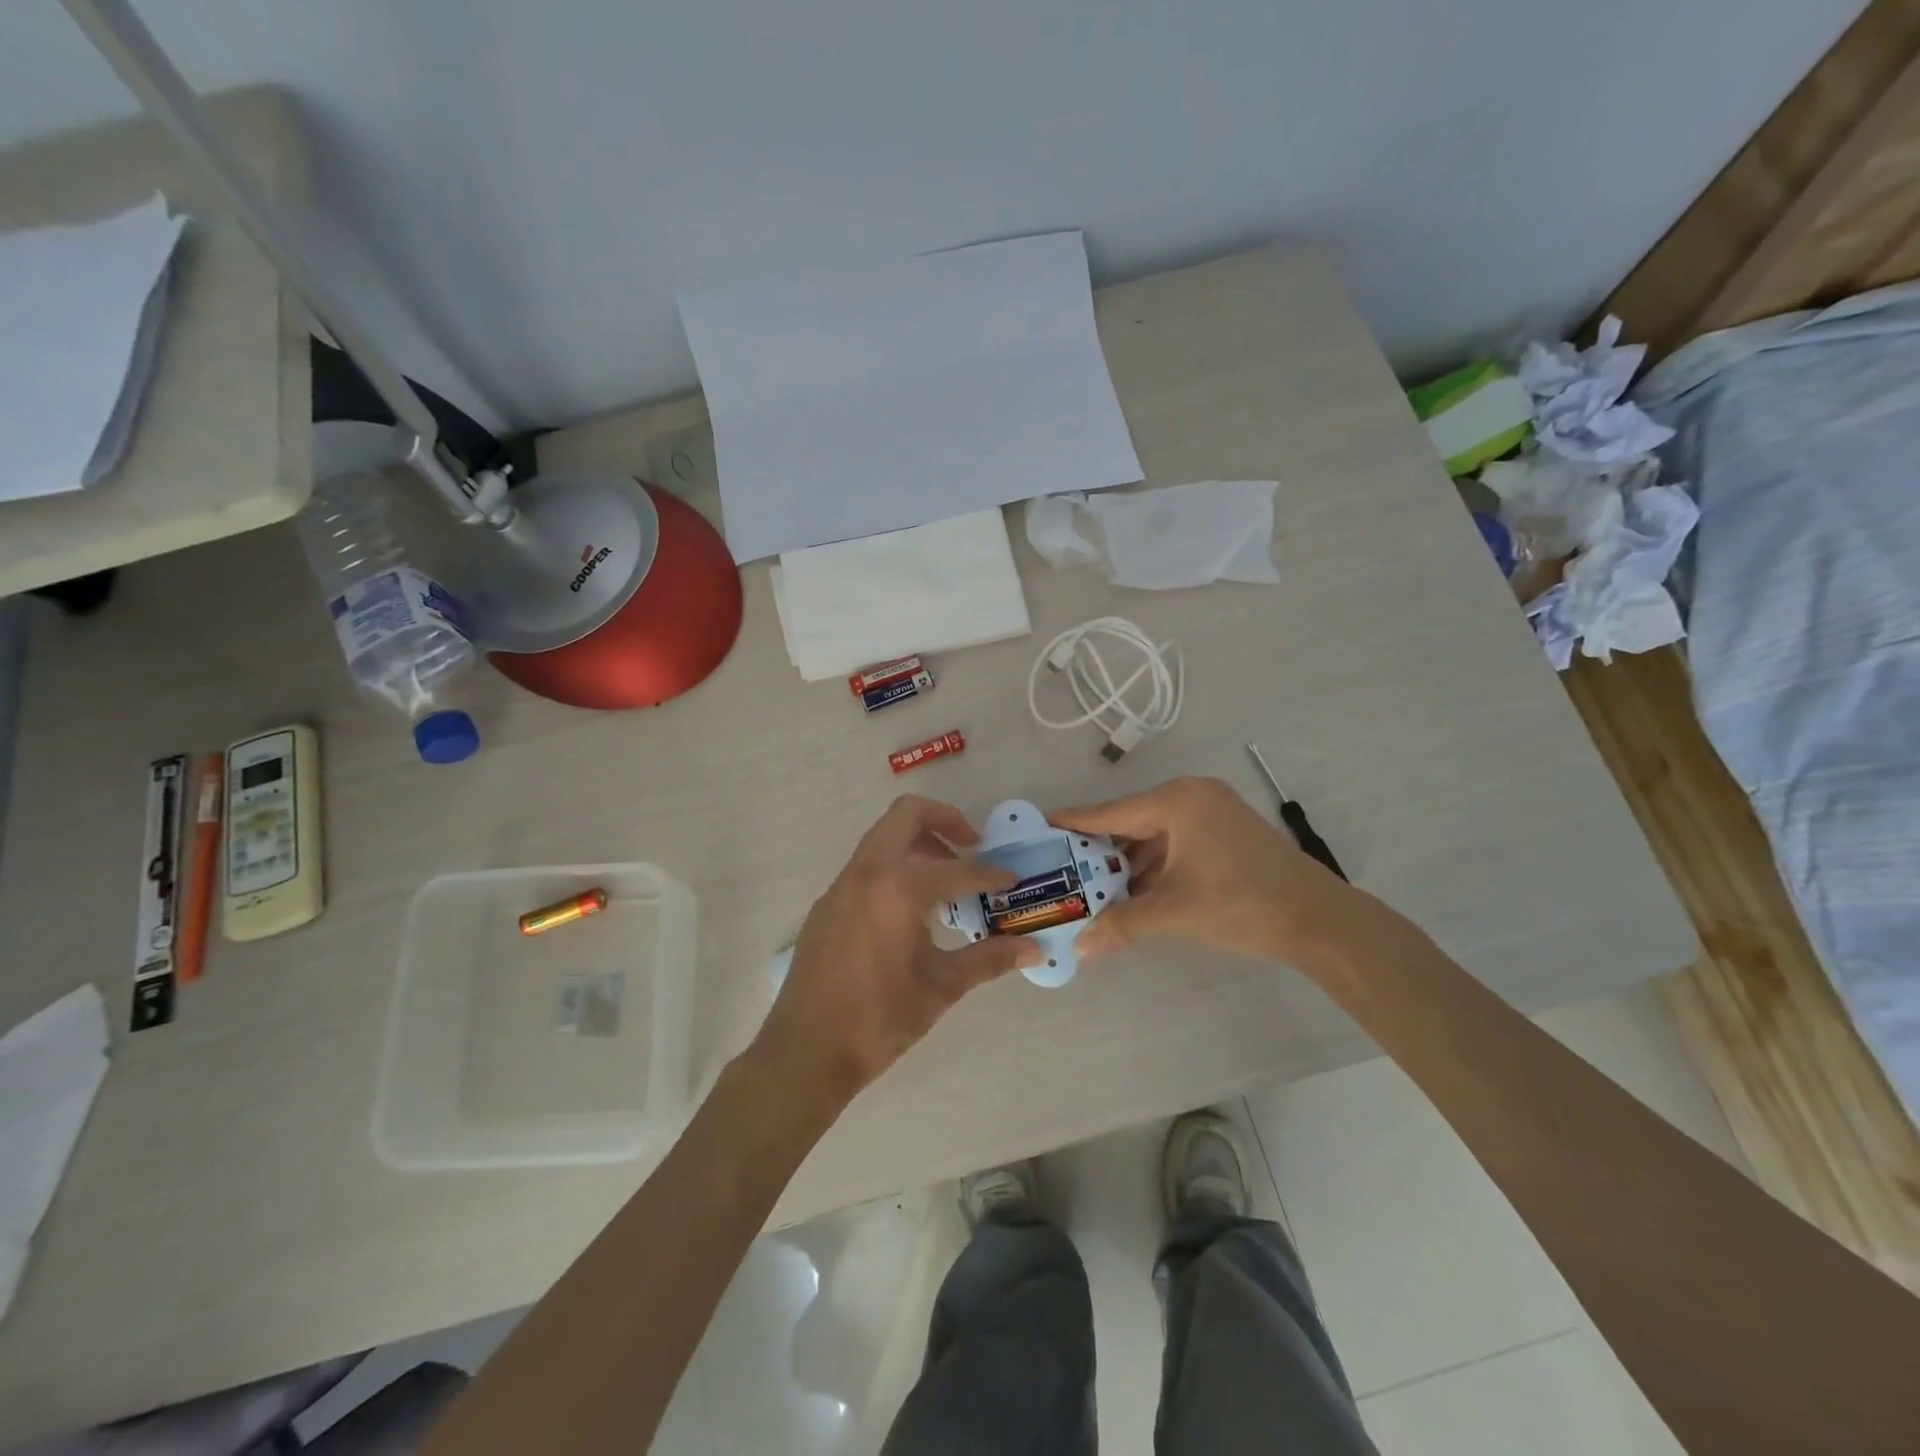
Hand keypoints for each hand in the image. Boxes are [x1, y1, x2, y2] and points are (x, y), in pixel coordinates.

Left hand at [752, 796, 1041, 1108]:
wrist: (806, 1051)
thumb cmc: (879, 1019)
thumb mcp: (942, 987)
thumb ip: (990, 959)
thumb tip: (1035, 949)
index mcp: (899, 887)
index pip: (958, 869)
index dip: (991, 874)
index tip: (1012, 881)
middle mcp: (867, 872)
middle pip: (907, 814)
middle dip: (945, 820)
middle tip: (972, 847)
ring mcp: (841, 885)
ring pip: (882, 837)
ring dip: (918, 844)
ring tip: (946, 882)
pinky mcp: (827, 903)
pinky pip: (866, 866)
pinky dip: (894, 868)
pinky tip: (910, 912)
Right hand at [1053, 776, 1354, 963]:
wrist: (1320, 920)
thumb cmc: (1242, 904)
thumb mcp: (1175, 913)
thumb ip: (1122, 925)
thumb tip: (1079, 949)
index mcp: (1176, 801)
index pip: (1110, 812)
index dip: (1073, 823)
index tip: (1039, 826)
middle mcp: (1191, 796)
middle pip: (1130, 821)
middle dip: (1100, 850)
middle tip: (1063, 869)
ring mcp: (1212, 811)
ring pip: (1154, 834)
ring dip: (1128, 862)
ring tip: (1094, 888)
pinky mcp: (1226, 831)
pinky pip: (1175, 842)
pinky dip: (1154, 865)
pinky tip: (1135, 891)